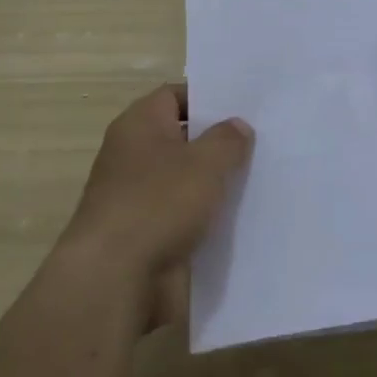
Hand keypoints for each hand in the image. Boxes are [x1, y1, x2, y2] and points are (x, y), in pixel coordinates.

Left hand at [54, 84, 253, 331]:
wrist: (114, 281)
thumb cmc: (159, 203)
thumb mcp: (206, 162)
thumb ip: (227, 139)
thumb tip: (237, 126)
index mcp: (139, 125)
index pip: (174, 96)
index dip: (208, 98)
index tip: (243, 107)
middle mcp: (133, 156)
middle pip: (182, 138)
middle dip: (217, 142)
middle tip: (262, 141)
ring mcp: (137, 198)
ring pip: (185, 180)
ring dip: (214, 183)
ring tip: (260, 178)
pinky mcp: (145, 235)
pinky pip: (182, 216)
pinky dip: (206, 218)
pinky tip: (241, 219)